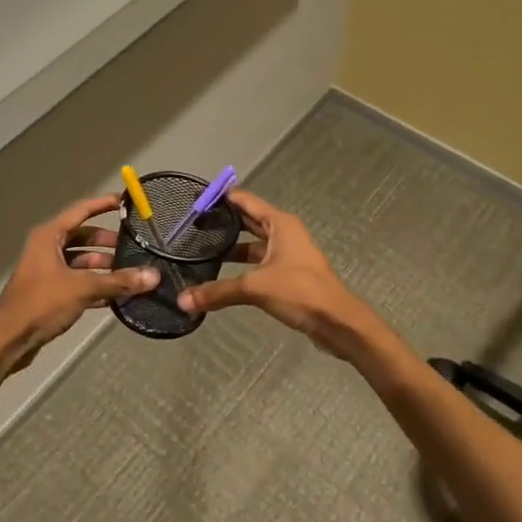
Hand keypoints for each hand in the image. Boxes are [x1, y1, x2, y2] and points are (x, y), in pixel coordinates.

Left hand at [0, 194, 160, 375]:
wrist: (9, 339)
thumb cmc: (42, 303)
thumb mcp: (82, 288)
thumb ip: (118, 281)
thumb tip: (153, 275)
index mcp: (49, 236)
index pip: (81, 211)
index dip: (103, 204)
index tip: (125, 202)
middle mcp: (47, 247)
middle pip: (83, 237)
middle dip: (108, 242)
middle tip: (135, 246)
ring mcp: (48, 270)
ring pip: (81, 261)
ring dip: (104, 266)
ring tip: (131, 273)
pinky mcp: (50, 291)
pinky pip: (77, 280)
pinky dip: (95, 285)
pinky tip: (117, 294)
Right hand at [175, 190, 390, 363]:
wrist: (339, 323)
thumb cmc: (300, 291)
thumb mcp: (255, 288)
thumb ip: (218, 292)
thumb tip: (182, 300)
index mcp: (280, 224)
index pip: (246, 201)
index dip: (222, 197)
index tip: (196, 197)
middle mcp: (284, 234)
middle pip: (249, 221)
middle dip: (224, 221)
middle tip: (193, 223)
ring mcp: (288, 255)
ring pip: (254, 245)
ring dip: (232, 247)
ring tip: (202, 249)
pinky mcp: (289, 275)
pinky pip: (259, 263)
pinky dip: (242, 266)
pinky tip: (222, 274)